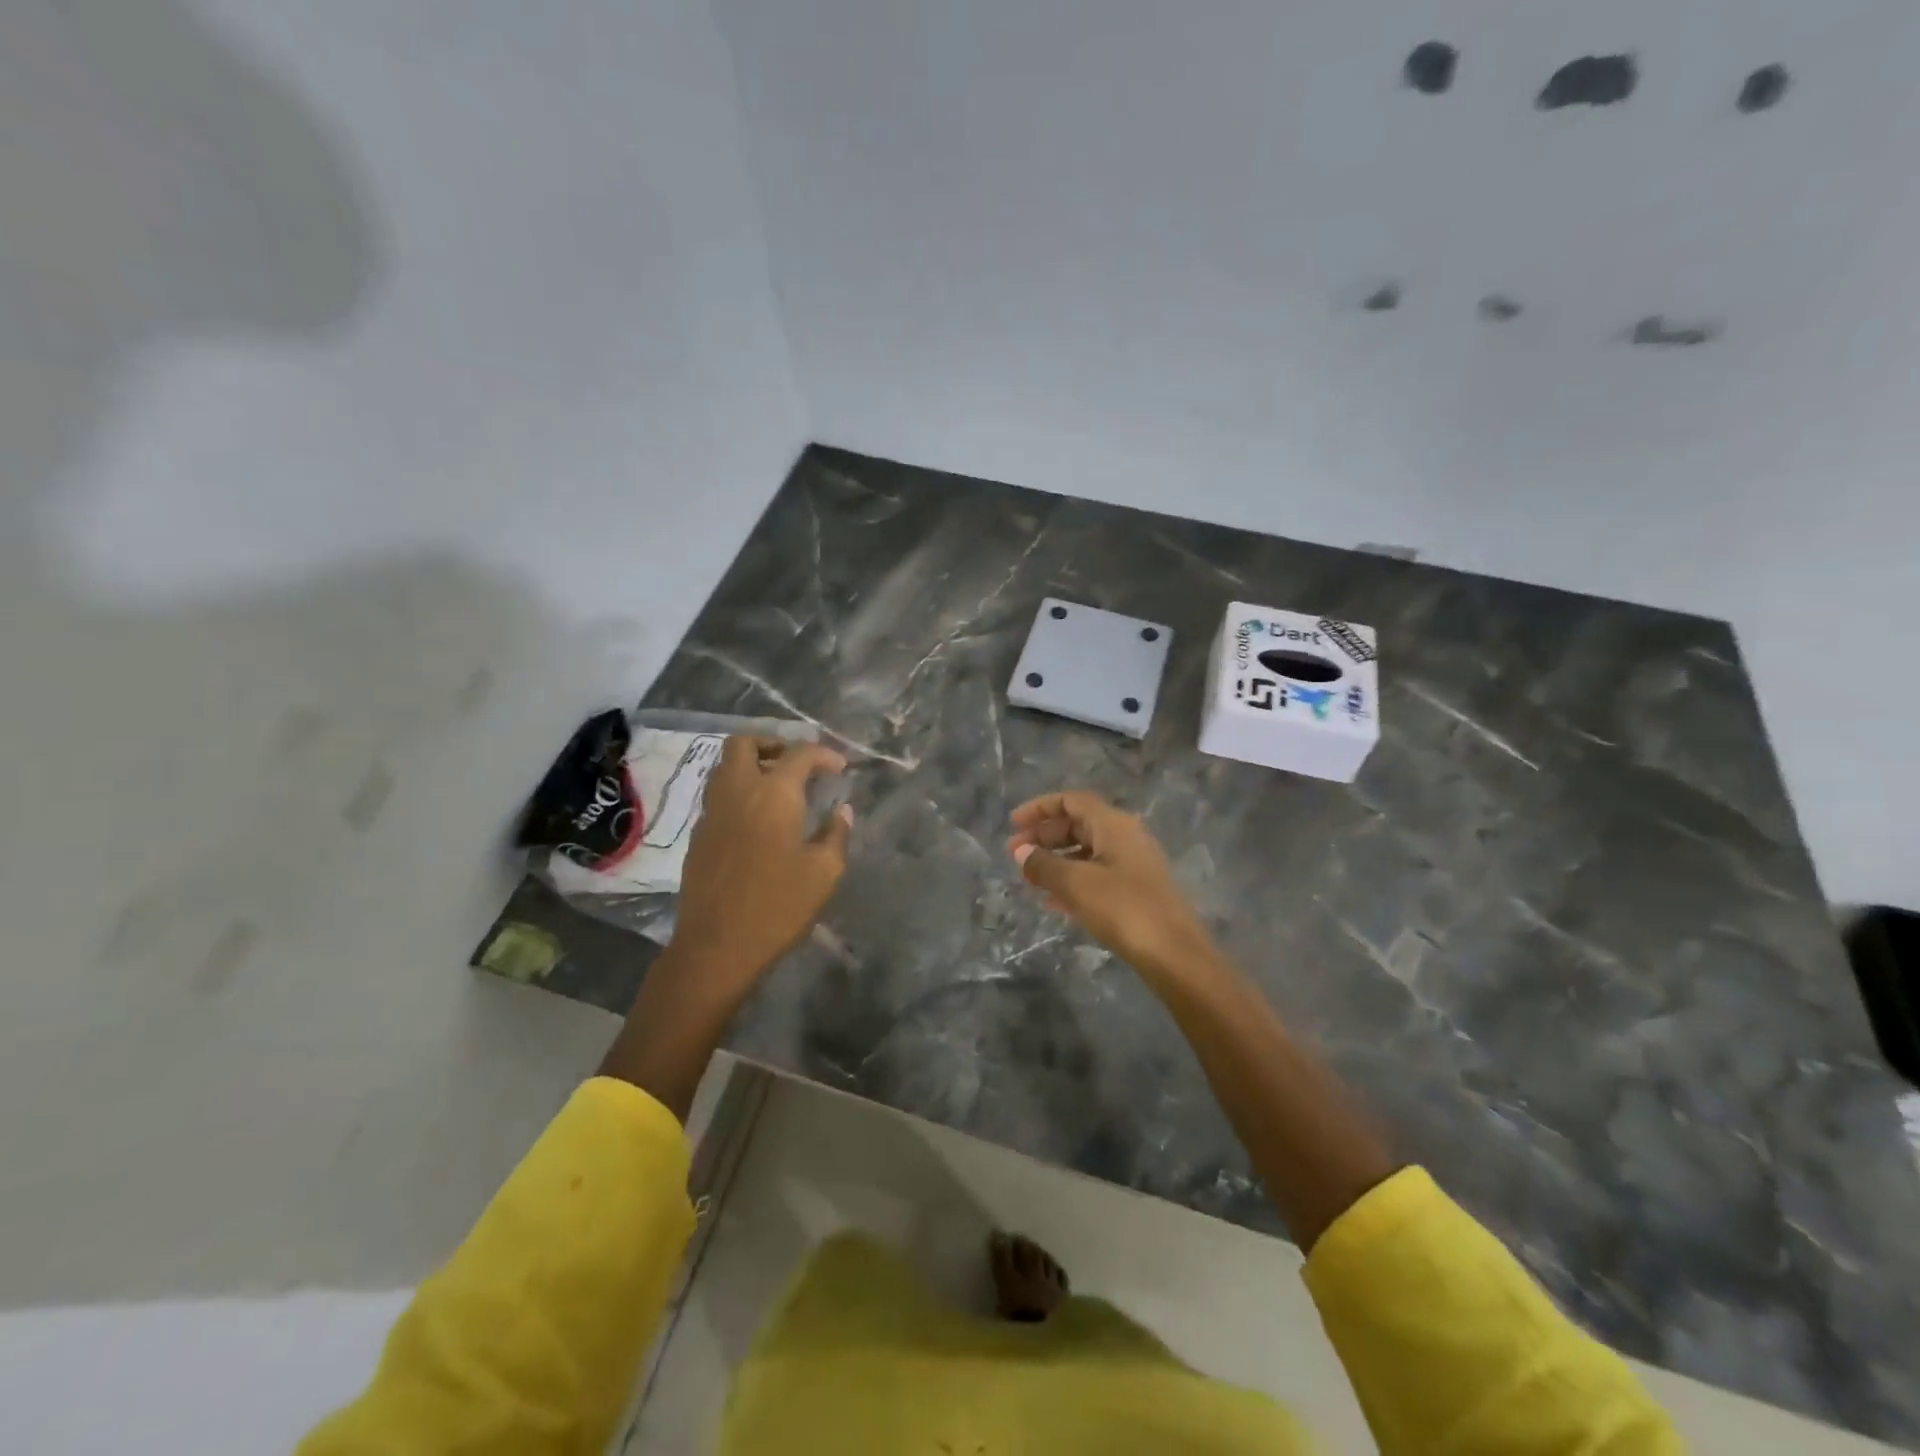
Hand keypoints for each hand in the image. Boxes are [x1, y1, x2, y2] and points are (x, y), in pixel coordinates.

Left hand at [671, 736, 852, 991]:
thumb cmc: (779, 907)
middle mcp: (738, 792)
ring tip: (779, 790)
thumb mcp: (824, 873)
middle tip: (797, 765)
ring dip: (752, 765)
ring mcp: (711, 812)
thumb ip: (836, 834)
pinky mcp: (698, 835)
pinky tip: (758, 821)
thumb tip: (842, 811)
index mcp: (774, 795)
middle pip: (745, 743)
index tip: (840, 768)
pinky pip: (718, 796)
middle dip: (773, 744)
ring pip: (725, 767)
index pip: (799, 754)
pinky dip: (739, 793)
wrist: (717, 947)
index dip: (823, 754)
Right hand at [1007, 791, 1218, 983]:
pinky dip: (1072, 880)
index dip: (1040, 808)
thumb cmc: (1124, 909)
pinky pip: (1096, 875)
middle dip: (1044, 836)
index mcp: (1114, 824)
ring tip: (1028, 880)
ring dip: (1055, 860)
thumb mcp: (1076, 884)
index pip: (1071, 801)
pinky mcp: (1136, 891)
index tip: (1013, 824)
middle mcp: (1126, 836)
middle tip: (1015, 855)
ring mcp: (1133, 864)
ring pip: (1086, 851)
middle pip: (1078, 824)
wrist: (1175, 954)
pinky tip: (1052, 902)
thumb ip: (1043, 865)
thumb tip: (1020, 851)